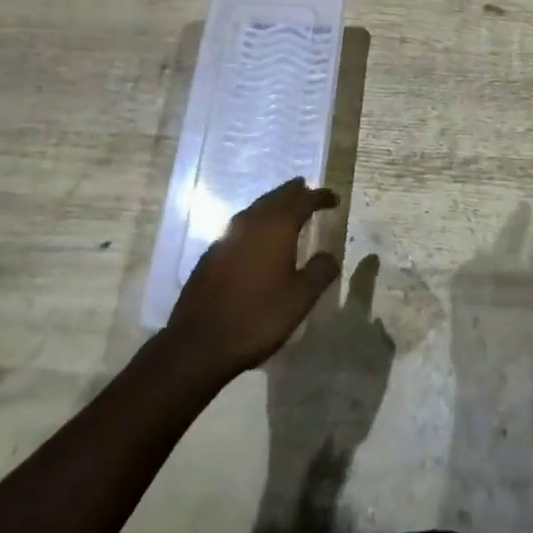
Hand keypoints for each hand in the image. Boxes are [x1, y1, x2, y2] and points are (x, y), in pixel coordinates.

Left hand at [166, 178, 340, 377]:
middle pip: (276, 197)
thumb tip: (330, 255)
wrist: (199, 343)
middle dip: (294, 193)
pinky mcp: (211, 253)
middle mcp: (251, 222)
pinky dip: (256, 222)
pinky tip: (257, 237)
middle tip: (307, 189)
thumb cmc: (257, 317)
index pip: (302, 200)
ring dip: (273, 205)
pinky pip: (240, 225)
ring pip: (256, 209)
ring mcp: (227, 236)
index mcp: (276, 227)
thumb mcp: (299, 299)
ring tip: (285, 208)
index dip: (319, 196)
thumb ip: (319, 272)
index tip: (333, 198)